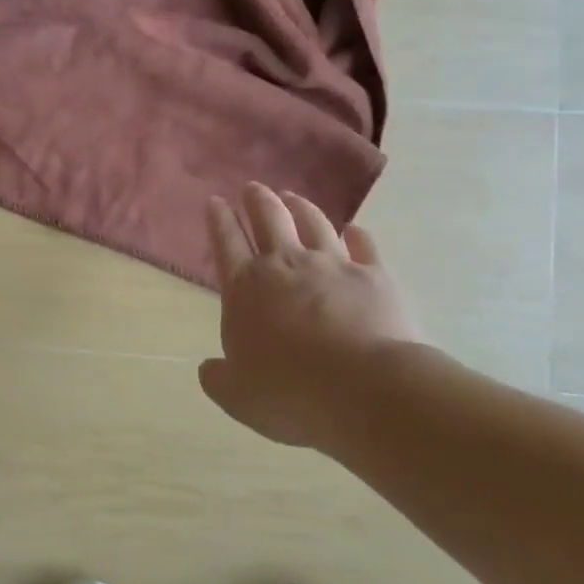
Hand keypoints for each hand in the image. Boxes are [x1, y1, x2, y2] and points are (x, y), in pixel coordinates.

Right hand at [199, 183, 423, 445]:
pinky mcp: (374, 276)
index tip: (215, 201)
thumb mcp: (237, 396)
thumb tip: (209, 368)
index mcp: (245, 288)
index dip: (218, 220)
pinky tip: (354, 230)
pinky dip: (357, 235)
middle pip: (268, 218)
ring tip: (293, 197)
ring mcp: (332, 265)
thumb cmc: (289, 393)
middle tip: (253, 187)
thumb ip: (218, 378)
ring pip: (313, 222)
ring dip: (300, 206)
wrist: (365, 390)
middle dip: (257, 199)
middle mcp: (285, 265)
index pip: (226, 242)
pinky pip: (364, 245)